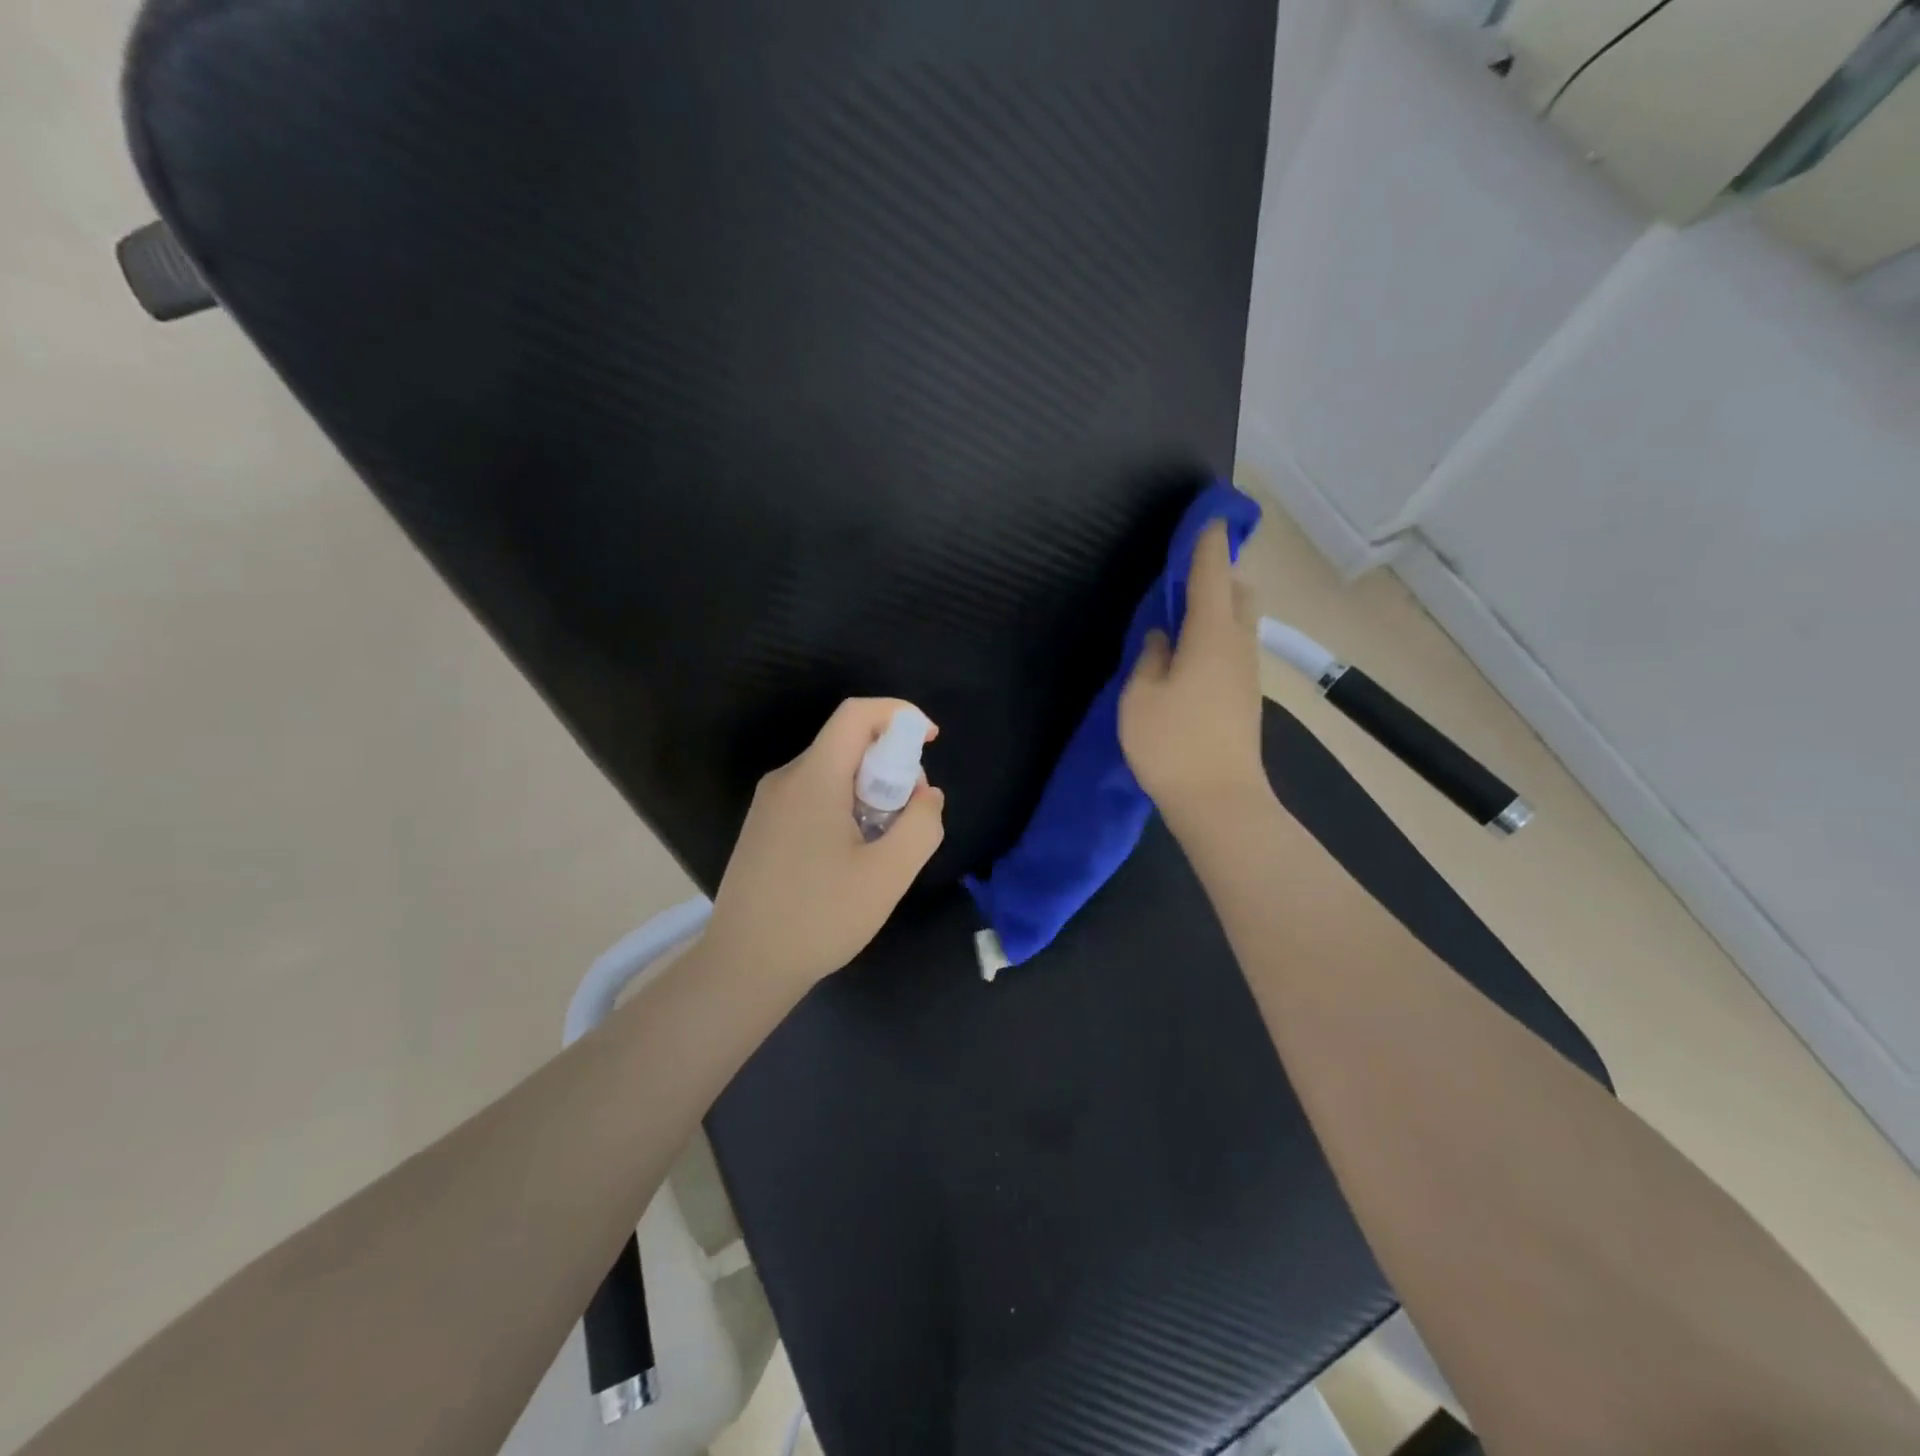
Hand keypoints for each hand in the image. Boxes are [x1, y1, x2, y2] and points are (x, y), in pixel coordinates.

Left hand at [704, 698, 945, 989]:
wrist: (744, 966)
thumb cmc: (819, 917)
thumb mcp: (888, 874)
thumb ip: (921, 825)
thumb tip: (927, 794)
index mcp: (813, 778)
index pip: (856, 714)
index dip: (899, 714)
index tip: (931, 740)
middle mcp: (786, 779)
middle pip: (846, 744)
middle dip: (890, 764)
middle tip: (910, 814)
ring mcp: (768, 805)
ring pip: (832, 773)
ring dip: (869, 790)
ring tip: (883, 844)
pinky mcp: (763, 828)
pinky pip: (814, 796)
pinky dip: (845, 807)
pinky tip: (852, 857)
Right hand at [1119, 520, 1267, 829]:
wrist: (1220, 801)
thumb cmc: (1172, 744)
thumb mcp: (1140, 697)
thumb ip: (1150, 658)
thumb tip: (1163, 635)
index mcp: (1210, 635)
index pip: (1212, 574)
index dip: (1207, 543)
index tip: (1207, 516)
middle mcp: (1237, 645)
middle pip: (1238, 593)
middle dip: (1220, 572)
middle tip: (1187, 572)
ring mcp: (1247, 672)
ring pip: (1240, 621)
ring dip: (1219, 605)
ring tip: (1184, 611)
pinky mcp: (1245, 696)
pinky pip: (1234, 646)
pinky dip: (1217, 633)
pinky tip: (1191, 651)